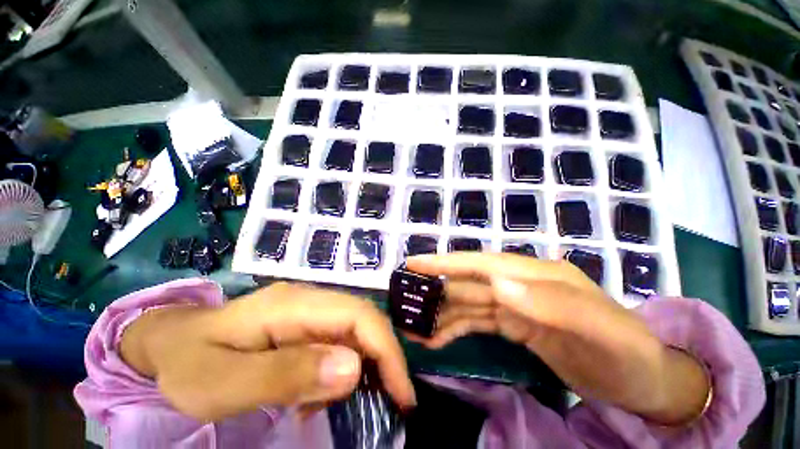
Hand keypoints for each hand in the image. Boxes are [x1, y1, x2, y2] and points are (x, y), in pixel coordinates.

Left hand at [120, 282, 415, 421]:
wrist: (171, 342)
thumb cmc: (189, 362)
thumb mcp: (223, 382)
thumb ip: (286, 375)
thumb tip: (351, 369)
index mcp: (294, 304)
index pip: (358, 315)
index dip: (386, 349)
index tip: (401, 394)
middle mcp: (311, 298)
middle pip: (364, 319)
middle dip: (385, 358)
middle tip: (394, 402)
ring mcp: (310, 309)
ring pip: (356, 330)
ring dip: (367, 365)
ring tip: (359, 404)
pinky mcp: (307, 323)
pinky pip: (340, 340)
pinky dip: (346, 368)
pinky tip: (325, 394)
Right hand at [406, 253, 709, 425]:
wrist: (646, 381)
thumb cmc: (628, 353)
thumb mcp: (599, 330)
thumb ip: (550, 304)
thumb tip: (498, 284)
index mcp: (535, 275)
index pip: (480, 263)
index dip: (446, 262)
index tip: (415, 263)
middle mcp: (519, 284)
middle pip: (467, 282)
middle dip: (436, 290)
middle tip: (405, 301)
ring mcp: (514, 305)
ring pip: (467, 303)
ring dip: (441, 314)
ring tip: (414, 329)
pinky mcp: (513, 325)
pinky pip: (476, 322)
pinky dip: (455, 328)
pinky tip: (438, 339)